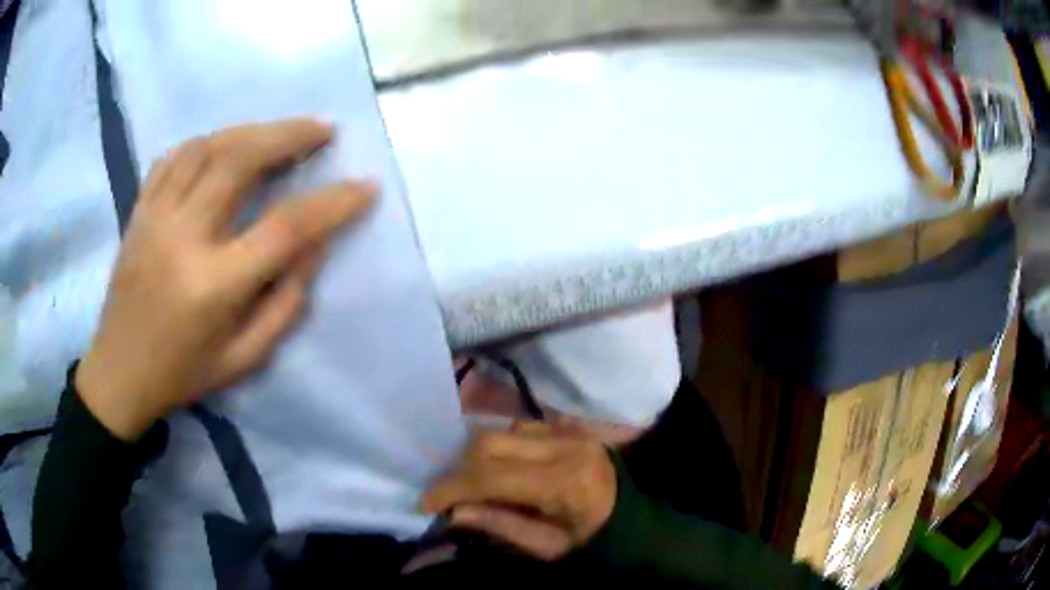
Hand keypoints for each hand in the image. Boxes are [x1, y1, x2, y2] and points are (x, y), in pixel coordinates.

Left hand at [76, 118, 374, 440]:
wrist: (119, 373)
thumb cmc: (183, 374)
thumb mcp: (244, 359)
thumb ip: (285, 304)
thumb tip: (315, 247)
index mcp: (214, 286)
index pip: (285, 227)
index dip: (333, 202)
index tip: (365, 187)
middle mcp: (183, 238)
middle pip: (241, 161)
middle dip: (290, 135)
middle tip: (323, 129)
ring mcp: (155, 217)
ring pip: (207, 146)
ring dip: (251, 130)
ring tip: (280, 131)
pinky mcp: (139, 210)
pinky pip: (174, 157)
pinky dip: (207, 141)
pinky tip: (226, 143)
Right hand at [421, 422, 616, 560]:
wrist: (633, 517)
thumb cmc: (592, 540)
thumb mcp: (547, 547)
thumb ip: (500, 525)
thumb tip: (453, 511)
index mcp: (563, 481)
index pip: (491, 475)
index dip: (451, 487)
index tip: (425, 504)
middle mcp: (564, 445)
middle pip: (489, 441)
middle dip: (458, 468)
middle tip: (445, 493)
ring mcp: (567, 430)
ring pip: (500, 429)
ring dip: (475, 455)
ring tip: (467, 482)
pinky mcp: (567, 426)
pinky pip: (517, 427)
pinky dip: (497, 446)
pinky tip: (495, 468)